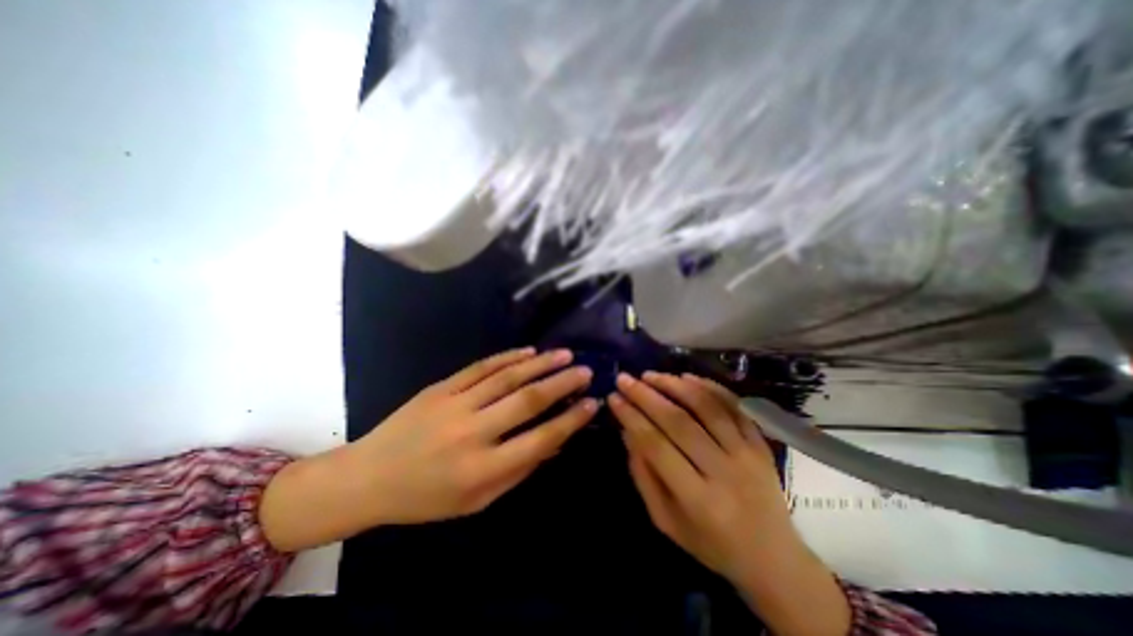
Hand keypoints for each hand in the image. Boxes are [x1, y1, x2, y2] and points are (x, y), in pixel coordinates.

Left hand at [255, 347, 593, 551]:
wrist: (368, 477)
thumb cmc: (426, 498)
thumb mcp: (476, 502)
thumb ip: (518, 470)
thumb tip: (555, 443)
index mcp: (481, 470)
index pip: (539, 440)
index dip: (570, 421)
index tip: (592, 404)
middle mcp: (472, 433)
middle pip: (527, 401)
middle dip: (562, 384)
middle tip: (586, 370)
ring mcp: (454, 404)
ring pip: (507, 377)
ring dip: (540, 364)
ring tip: (565, 354)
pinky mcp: (441, 387)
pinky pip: (481, 368)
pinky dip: (508, 357)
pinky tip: (528, 351)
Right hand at [611, 372, 848, 635]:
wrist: (775, 559)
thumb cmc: (712, 544)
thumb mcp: (666, 521)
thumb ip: (644, 476)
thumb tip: (628, 431)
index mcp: (698, 500)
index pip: (656, 446)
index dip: (632, 418)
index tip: (613, 397)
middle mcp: (724, 472)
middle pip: (679, 422)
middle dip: (646, 396)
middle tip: (625, 379)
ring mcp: (747, 454)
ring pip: (707, 407)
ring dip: (675, 385)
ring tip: (650, 375)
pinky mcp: (760, 443)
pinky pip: (733, 406)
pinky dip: (709, 387)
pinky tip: (686, 376)